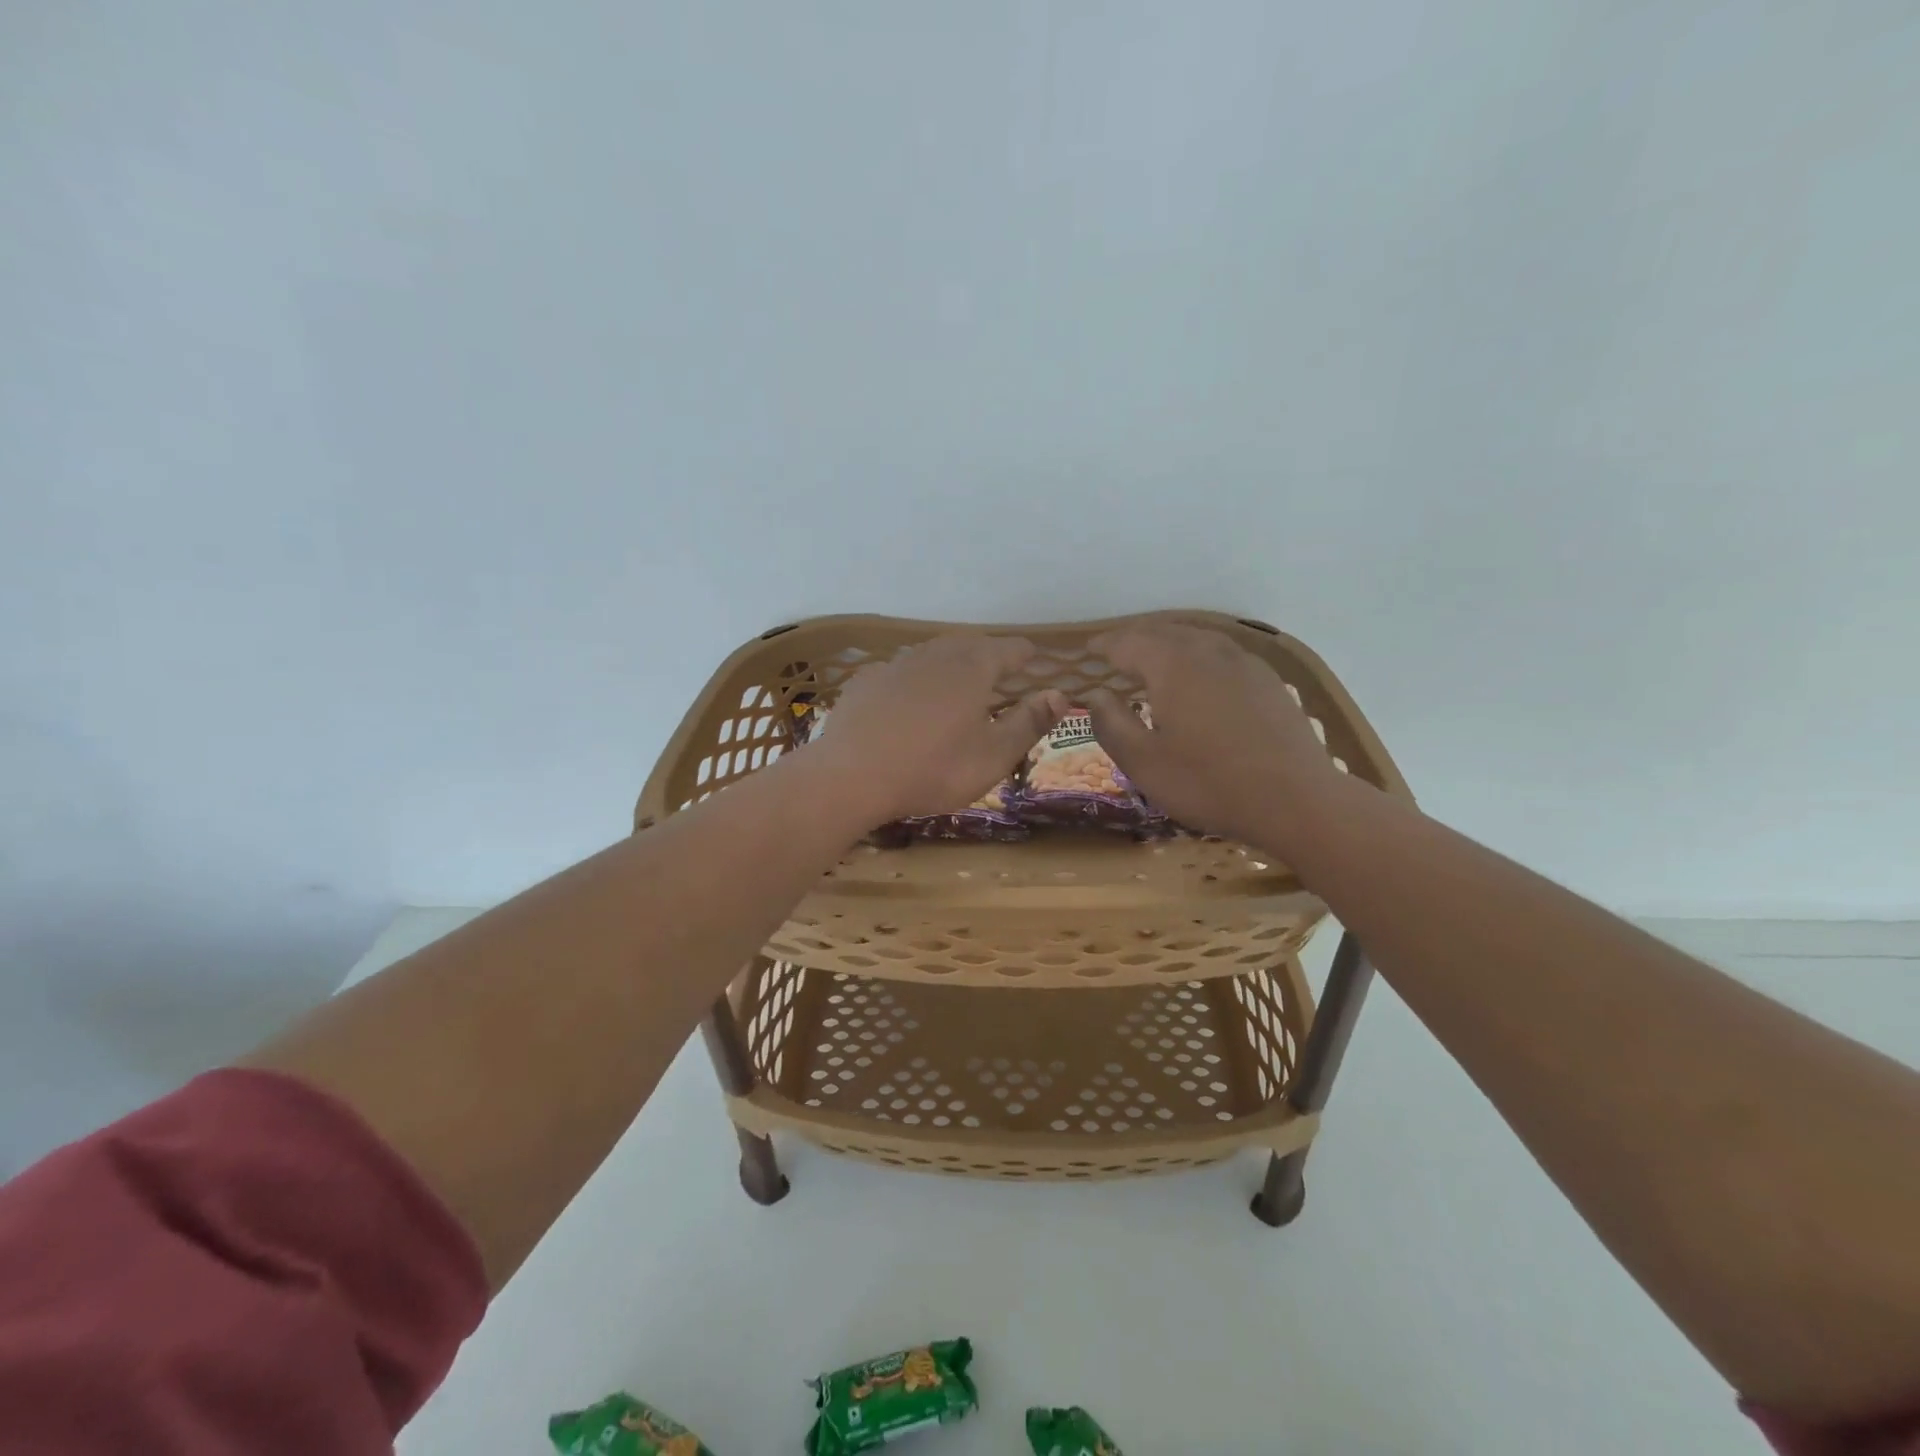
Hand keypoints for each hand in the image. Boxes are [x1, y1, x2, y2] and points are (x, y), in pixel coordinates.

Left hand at [807, 634, 1067, 824]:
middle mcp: (935, 654)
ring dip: (950, 664)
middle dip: (989, 655)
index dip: (1026, 654)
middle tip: (1000, 673)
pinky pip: (900, 672)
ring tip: (957, 685)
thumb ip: (1029, 722)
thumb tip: (1059, 694)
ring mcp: (896, 664)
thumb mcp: (993, 756)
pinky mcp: (866, 681)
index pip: (1010, 648)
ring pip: (932, 654)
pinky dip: (914, 680)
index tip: (1036, 661)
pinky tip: (909, 701)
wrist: (852, 776)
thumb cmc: (933, 769)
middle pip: (970, 645)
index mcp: (973, 668)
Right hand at [1082, 623, 1344, 847]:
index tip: (1087, 652)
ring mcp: (1244, 663)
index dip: (1103, 646)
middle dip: (1135, 639)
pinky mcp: (1268, 681)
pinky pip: (1222, 654)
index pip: (1128, 642)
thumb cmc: (1208, 783)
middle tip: (1114, 653)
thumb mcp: (1143, 763)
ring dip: (1168, 644)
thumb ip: (1111, 724)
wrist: (1297, 800)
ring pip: (1196, 638)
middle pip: (1163, 632)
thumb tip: (1097, 696)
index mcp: (1172, 665)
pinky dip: (1198, 657)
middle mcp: (1208, 651)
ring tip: (1152, 661)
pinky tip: (1199, 678)